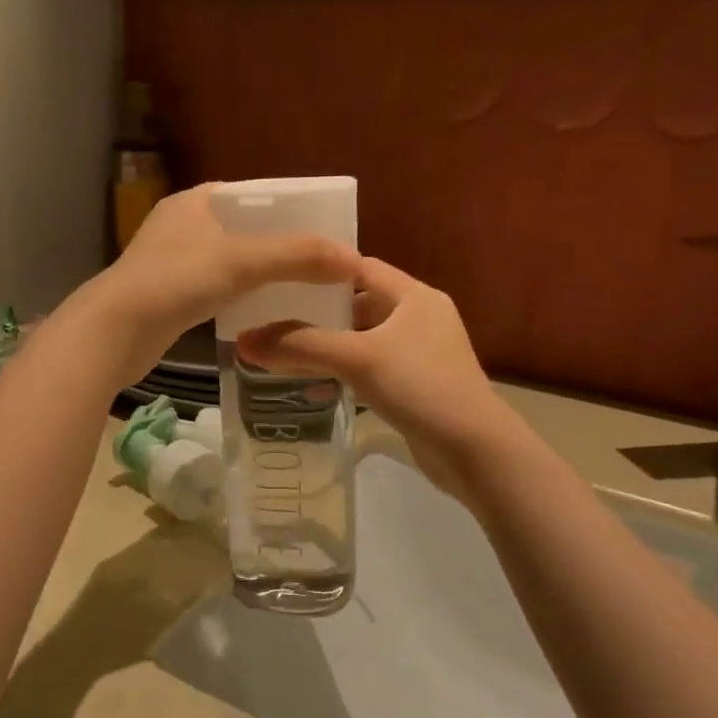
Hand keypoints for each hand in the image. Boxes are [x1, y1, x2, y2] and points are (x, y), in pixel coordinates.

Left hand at [74, 184, 360, 384]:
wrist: (115, 331)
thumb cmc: (176, 282)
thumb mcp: (243, 261)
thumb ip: (298, 256)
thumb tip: (353, 260)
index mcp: (196, 201)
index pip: (255, 196)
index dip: (291, 211)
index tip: (324, 231)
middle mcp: (182, 225)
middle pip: (245, 230)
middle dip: (281, 247)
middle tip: (320, 265)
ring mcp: (172, 262)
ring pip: (230, 262)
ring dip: (262, 274)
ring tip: (303, 288)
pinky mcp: (168, 296)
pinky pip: (216, 288)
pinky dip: (241, 296)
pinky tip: (264, 311)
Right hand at [237, 258, 508, 496]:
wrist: (474, 450)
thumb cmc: (420, 387)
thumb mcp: (356, 359)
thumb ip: (300, 346)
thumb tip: (244, 342)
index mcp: (414, 296)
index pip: (360, 267)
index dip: (320, 270)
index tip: (279, 278)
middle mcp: (420, 317)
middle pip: (358, 303)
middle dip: (317, 312)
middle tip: (272, 317)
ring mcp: (421, 353)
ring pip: (364, 339)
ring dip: (328, 344)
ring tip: (284, 350)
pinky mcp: (418, 385)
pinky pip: (372, 367)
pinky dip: (345, 370)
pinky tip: (315, 382)